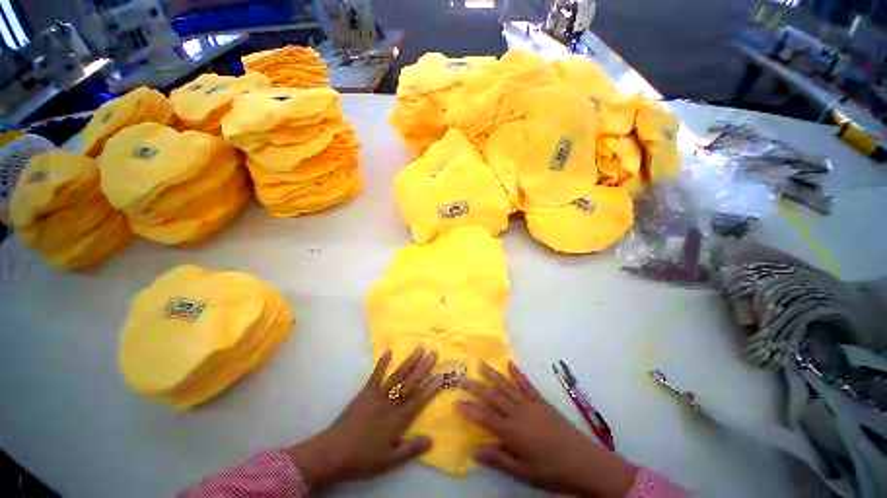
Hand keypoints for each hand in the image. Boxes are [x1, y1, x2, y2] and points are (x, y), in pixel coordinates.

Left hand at [287, 346, 442, 491]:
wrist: (333, 452)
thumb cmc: (363, 458)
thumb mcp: (389, 460)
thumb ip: (410, 449)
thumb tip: (432, 439)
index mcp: (398, 420)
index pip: (418, 400)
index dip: (431, 388)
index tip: (442, 375)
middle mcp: (390, 403)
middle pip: (410, 382)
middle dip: (424, 367)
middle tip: (434, 353)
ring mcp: (377, 395)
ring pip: (397, 375)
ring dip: (409, 361)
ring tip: (420, 348)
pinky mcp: (365, 392)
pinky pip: (376, 375)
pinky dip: (382, 363)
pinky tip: (389, 351)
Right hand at [457, 362, 636, 497]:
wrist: (585, 462)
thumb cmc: (552, 471)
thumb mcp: (523, 473)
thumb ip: (499, 459)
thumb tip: (474, 450)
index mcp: (512, 431)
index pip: (485, 416)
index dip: (469, 408)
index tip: (456, 400)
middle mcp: (518, 413)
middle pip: (493, 396)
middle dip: (476, 387)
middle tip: (463, 377)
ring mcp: (530, 404)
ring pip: (506, 386)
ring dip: (492, 374)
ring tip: (480, 363)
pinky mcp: (541, 401)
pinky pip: (526, 384)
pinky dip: (517, 373)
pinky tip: (510, 364)